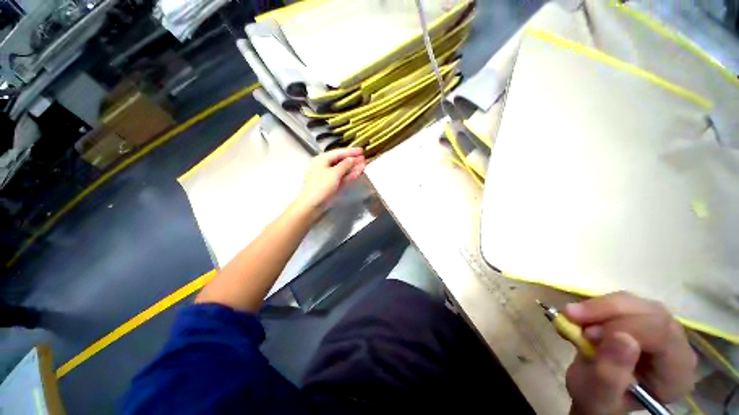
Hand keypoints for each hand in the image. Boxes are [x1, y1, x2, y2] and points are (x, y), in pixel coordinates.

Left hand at [294, 148, 365, 215]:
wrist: (311, 205)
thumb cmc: (321, 186)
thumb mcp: (334, 173)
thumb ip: (345, 165)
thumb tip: (352, 159)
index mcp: (321, 160)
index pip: (338, 153)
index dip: (351, 151)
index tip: (361, 151)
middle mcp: (324, 166)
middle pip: (341, 161)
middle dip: (353, 160)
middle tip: (364, 158)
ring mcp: (328, 176)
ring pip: (342, 170)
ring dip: (353, 168)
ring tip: (364, 165)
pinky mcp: (331, 185)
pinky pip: (342, 178)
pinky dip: (349, 175)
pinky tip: (357, 173)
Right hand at [563, 292, 696, 414]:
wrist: (594, 392)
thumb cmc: (597, 401)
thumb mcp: (597, 396)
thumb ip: (610, 374)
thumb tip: (622, 337)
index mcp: (676, 374)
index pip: (662, 334)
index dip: (625, 326)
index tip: (586, 334)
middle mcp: (677, 347)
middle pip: (651, 312)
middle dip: (607, 311)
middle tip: (572, 317)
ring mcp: (662, 330)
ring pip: (635, 302)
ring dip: (599, 307)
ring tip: (573, 318)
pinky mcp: (643, 319)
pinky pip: (622, 302)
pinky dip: (597, 306)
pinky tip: (581, 318)